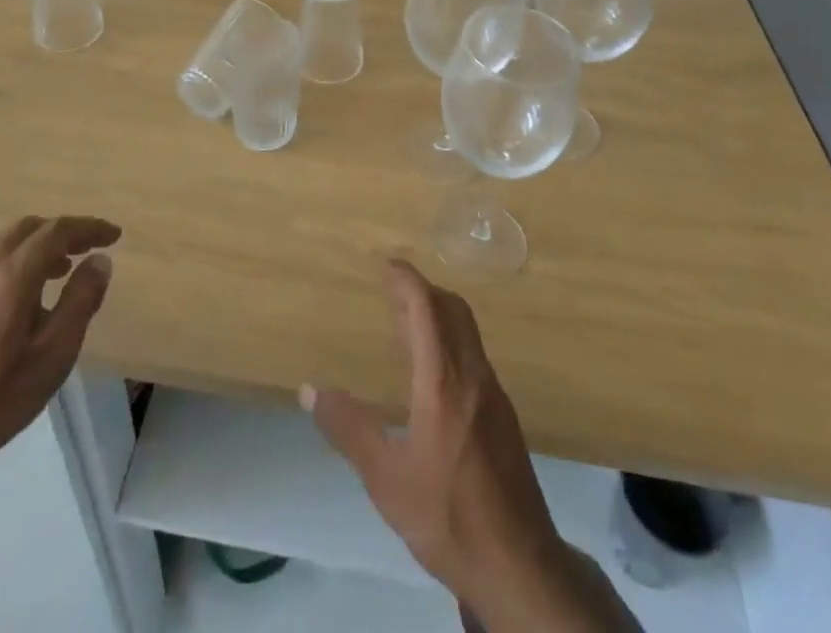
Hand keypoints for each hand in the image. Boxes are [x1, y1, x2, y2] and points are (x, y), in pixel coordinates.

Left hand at [0, 215, 120, 511]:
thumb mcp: (53, 354)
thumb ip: (80, 301)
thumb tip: (99, 260)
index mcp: (12, 276)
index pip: (56, 231)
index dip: (89, 228)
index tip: (114, 235)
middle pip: (28, 230)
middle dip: (62, 231)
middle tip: (88, 247)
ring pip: (10, 249)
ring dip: (42, 249)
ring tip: (66, 272)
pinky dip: (23, 268)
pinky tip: (33, 305)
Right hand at [304, 261, 638, 631]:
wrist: (521, 567)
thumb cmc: (448, 516)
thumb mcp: (386, 479)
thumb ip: (349, 429)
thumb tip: (310, 389)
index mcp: (444, 381)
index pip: (427, 308)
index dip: (407, 280)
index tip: (387, 263)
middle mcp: (473, 376)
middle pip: (453, 310)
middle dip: (424, 290)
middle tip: (393, 288)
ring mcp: (494, 395)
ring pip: (467, 333)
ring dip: (439, 314)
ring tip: (407, 323)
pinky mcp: (504, 417)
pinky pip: (474, 357)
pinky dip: (450, 341)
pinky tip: (433, 373)